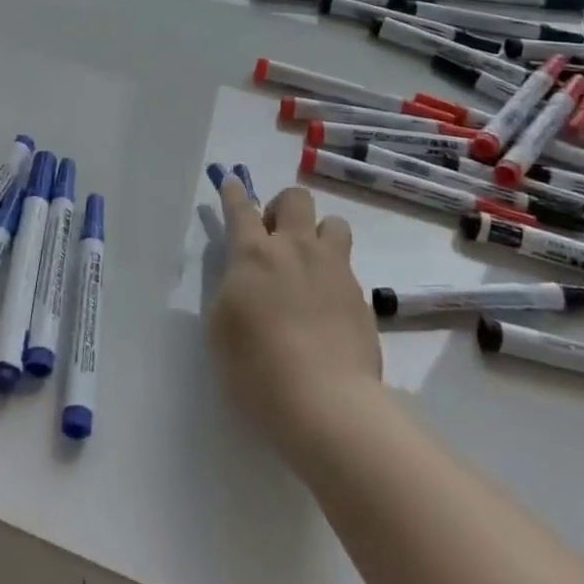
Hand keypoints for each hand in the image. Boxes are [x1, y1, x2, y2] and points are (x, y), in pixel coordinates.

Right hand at [207, 174, 382, 464]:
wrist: (326, 403)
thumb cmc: (257, 367)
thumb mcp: (221, 326)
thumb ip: (232, 289)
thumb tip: (245, 277)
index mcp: (254, 254)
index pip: (241, 209)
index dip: (234, 192)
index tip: (232, 181)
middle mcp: (296, 249)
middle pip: (296, 199)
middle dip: (283, 207)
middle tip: (274, 237)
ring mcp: (334, 270)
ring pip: (334, 223)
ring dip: (319, 234)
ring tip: (309, 264)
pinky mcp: (362, 297)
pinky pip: (348, 268)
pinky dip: (334, 277)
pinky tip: (327, 308)